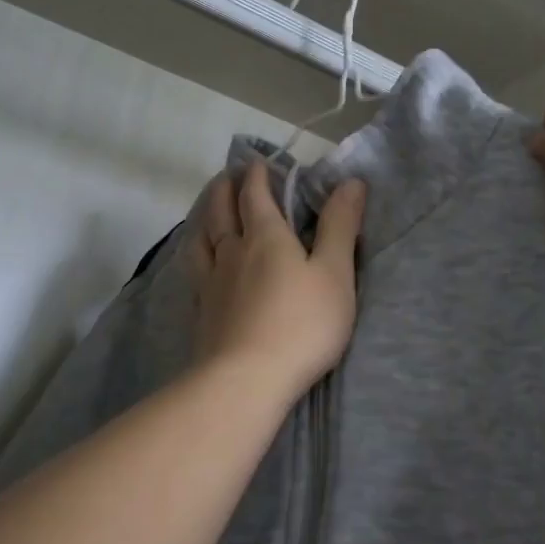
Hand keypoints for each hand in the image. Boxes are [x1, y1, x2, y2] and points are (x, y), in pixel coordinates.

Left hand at [187, 159, 366, 403]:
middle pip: (222, 210)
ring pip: (202, 238)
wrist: (245, 380)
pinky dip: (197, 253)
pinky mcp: (202, 311)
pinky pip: (194, 269)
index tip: (259, 162)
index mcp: (266, 237)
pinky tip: (200, 263)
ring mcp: (211, 282)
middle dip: (226, 188)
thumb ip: (340, 227)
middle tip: (228, 176)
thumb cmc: (301, 324)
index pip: (256, 195)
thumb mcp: (334, 273)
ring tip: (210, 211)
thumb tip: (350, 182)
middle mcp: (232, 252)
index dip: (257, 175)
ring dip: (207, 216)